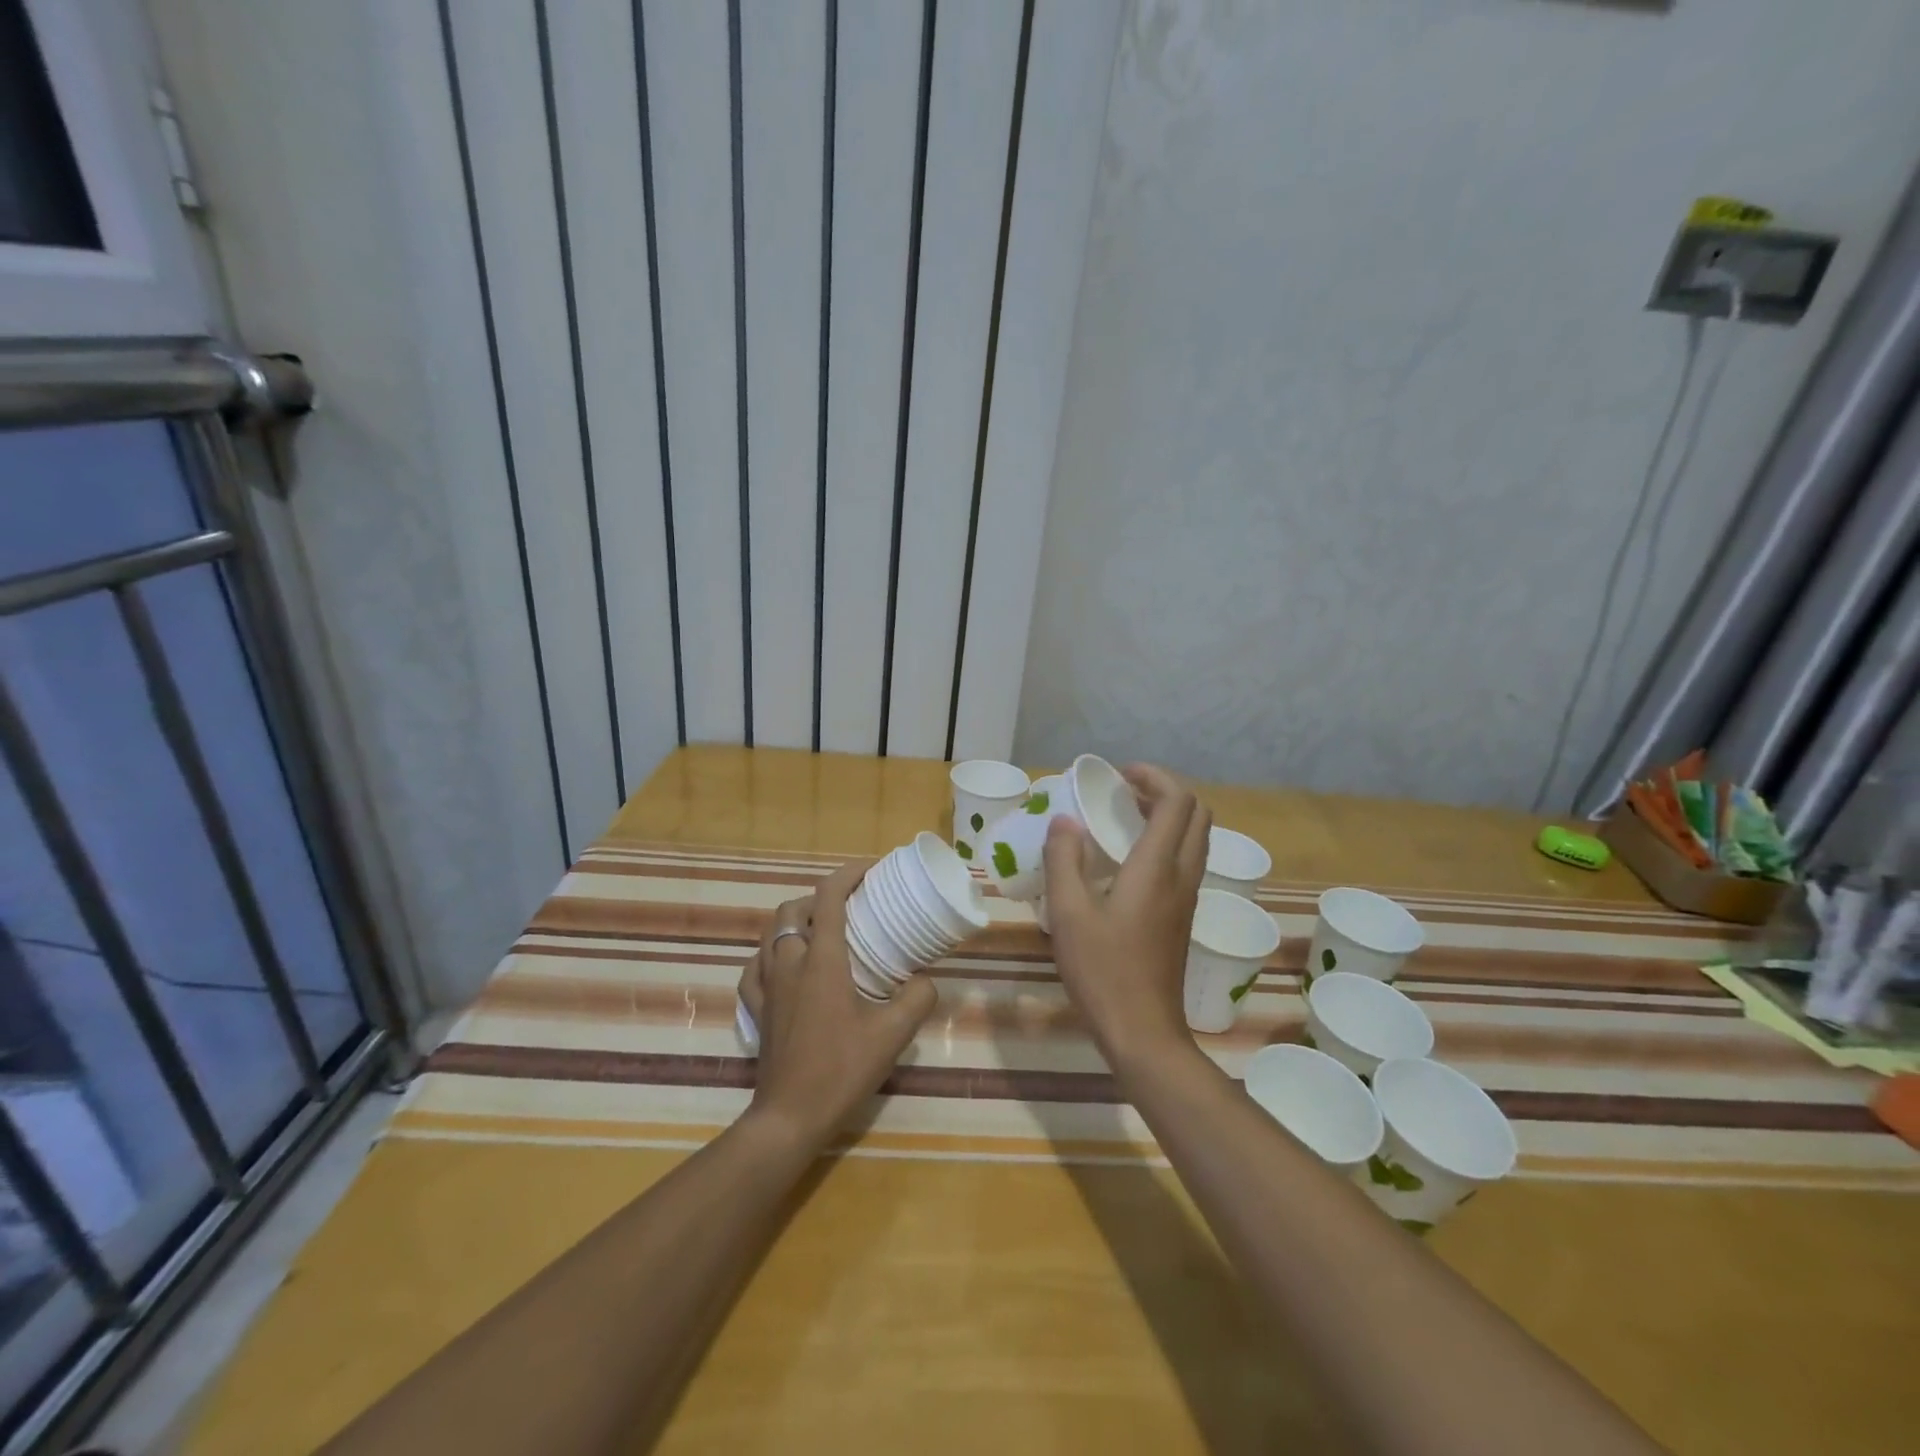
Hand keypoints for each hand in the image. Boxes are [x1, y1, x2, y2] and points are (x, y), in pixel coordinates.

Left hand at [737, 859, 937, 1148]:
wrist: (790, 1117)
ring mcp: (767, 987)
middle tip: (848, 906)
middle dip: (819, 897)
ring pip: (770, 934)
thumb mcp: (893, 1034)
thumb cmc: (841, 1070)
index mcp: (822, 960)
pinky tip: (783, 966)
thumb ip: (917, 998)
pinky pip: (754, 969)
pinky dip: (769, 955)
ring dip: (794, 921)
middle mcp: (789, 964)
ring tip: (820, 931)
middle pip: (793, 910)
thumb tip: (925, 980)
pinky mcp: (757, 1011)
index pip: (829, 898)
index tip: (871, 869)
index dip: (849, 874)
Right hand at [1043, 764, 1209, 1068]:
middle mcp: (1182, 876)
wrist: (1143, 1032)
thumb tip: (1064, 822)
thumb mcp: (1068, 913)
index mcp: (1157, 868)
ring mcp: (1187, 898)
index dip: (1154, 777)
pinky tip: (1127, 861)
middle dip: (1165, 792)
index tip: (1119, 775)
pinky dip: (1165, 842)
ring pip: (1195, 839)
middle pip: (1196, 814)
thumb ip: (1064, 861)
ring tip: (1123, 819)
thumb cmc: (1103, 971)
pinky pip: (1186, 861)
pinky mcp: (1182, 917)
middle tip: (1124, 793)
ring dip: (1168, 817)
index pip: (1178, 802)